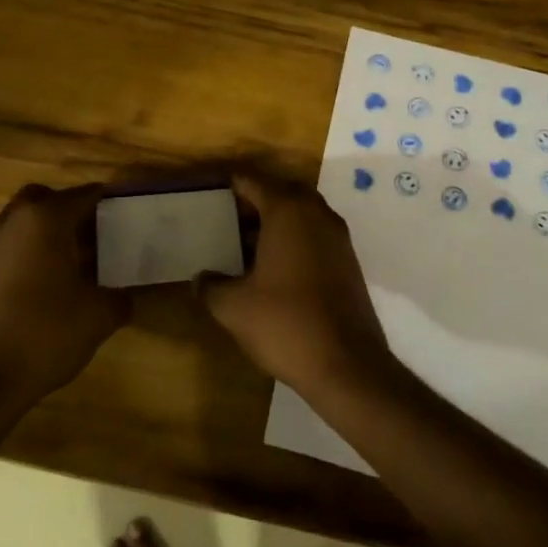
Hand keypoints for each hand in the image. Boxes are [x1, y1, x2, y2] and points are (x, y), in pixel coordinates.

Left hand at [0, 183, 127, 411]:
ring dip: (50, 231)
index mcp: (46, 218)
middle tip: (98, 234)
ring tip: (80, 261)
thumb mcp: (99, 316)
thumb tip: (126, 296)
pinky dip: (33, 250)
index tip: (129, 216)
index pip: (85, 195)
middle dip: (72, 211)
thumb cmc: (47, 333)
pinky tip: (54, 282)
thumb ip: (119, 298)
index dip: (109, 203)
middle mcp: (15, 220)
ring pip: (27, 220)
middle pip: (48, 199)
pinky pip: (14, 243)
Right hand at [196, 171, 395, 401]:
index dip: (230, 184)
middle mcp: (316, 214)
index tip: (209, 192)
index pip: (253, 181)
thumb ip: (211, 286)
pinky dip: (293, 240)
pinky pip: (314, 235)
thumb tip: (199, 278)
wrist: (347, 365)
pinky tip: (272, 269)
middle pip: (281, 192)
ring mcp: (337, 237)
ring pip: (301, 214)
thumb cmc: (286, 324)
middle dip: (254, 201)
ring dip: (275, 222)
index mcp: (287, 211)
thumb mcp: (234, 307)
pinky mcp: (348, 262)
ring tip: (244, 245)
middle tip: (226, 218)